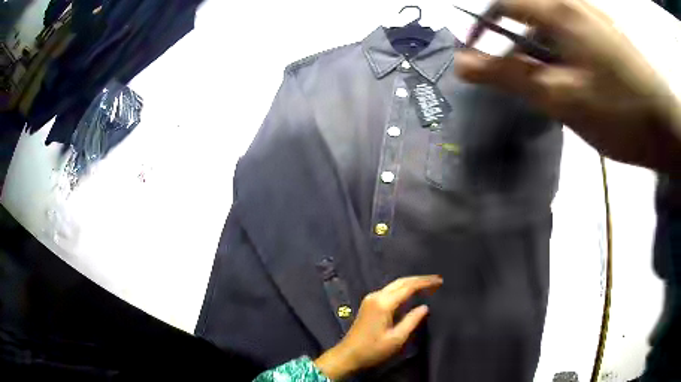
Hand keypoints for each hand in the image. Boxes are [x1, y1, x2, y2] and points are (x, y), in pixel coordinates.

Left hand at [314, 275, 442, 379]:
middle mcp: (376, 296)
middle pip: (401, 282)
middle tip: (436, 280)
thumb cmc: (373, 349)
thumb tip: (425, 307)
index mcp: (384, 303)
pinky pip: (389, 290)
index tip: (439, 281)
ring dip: (411, 283)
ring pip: (394, 285)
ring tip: (427, 285)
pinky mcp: (368, 304)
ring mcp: (370, 298)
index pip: (408, 287)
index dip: (425, 282)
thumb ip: (412, 320)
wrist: (347, 355)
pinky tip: (411, 293)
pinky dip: (402, 289)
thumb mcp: (396, 338)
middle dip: (419, 279)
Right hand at [455, 0, 680, 173]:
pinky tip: (574, 73)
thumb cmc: (620, 113)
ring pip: (550, 21)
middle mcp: (572, 3)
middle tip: (519, 74)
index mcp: (558, 11)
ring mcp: (592, 15)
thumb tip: (461, 62)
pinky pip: (571, 28)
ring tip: (551, 80)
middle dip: (513, 38)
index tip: (473, 50)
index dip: (479, 22)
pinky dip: (561, 46)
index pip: (502, 2)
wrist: (667, 125)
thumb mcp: (562, 98)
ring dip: (539, 45)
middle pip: (526, 10)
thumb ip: (511, 75)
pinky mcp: (606, 31)